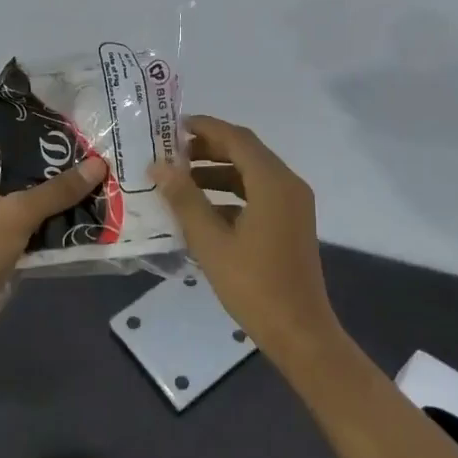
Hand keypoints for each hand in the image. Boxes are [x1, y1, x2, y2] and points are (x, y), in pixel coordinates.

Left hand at [0, 147, 106, 344]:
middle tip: (96, 166)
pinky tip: (87, 228)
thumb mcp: (19, 212)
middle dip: (58, 176)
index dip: (38, 141)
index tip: (75, 139)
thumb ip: (58, 190)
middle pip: (24, 178)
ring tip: (99, 193)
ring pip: (32, 209)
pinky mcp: (2, 254)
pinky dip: (55, 234)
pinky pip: (34, 236)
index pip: (8, 147)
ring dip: (60, 206)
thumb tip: (99, 164)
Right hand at [148, 114, 341, 355]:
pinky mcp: (291, 223)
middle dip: (209, 149)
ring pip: (252, 174)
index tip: (173, 127)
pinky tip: (202, 209)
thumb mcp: (210, 241)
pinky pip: (259, 194)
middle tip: (171, 153)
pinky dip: (231, 194)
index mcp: (273, 183)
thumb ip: (184, 199)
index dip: (205, 128)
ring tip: (180, 180)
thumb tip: (159, 166)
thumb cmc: (253, 285)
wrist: (299, 330)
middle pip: (246, 152)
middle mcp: (288, 185)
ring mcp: (293, 205)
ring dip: (218, 172)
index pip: (237, 138)